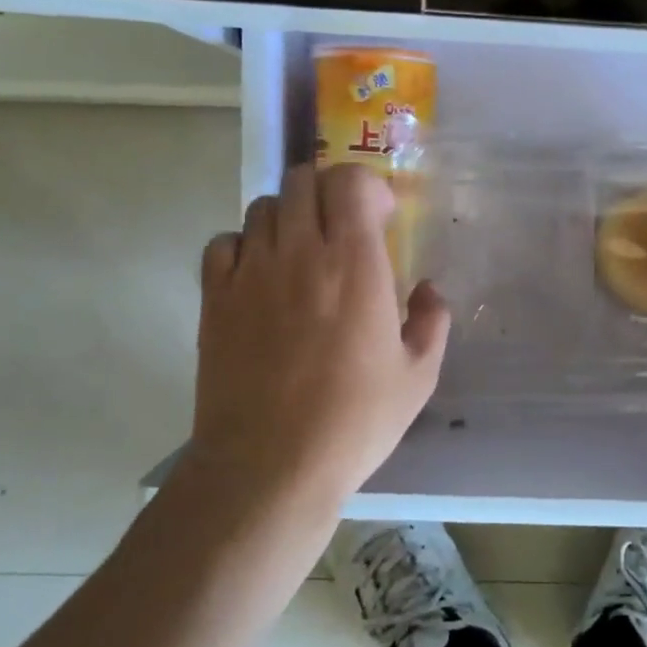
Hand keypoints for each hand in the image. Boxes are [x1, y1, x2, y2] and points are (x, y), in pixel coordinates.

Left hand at [186, 163, 449, 516]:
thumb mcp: (418, 377)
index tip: (380, 219)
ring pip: (262, 207)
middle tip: (343, 229)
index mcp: (354, 265)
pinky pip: (223, 243)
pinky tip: (260, 277)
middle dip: (328, 193)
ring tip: (302, 253)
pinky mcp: (214, 299)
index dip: (367, 187)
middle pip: (302, 181)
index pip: (349, 182)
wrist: (270, 466)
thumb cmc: (354, 421)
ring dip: (288, 217)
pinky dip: (244, 246)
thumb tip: (428, 290)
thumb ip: (432, 321)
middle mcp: (299, 254)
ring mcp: (250, 273)